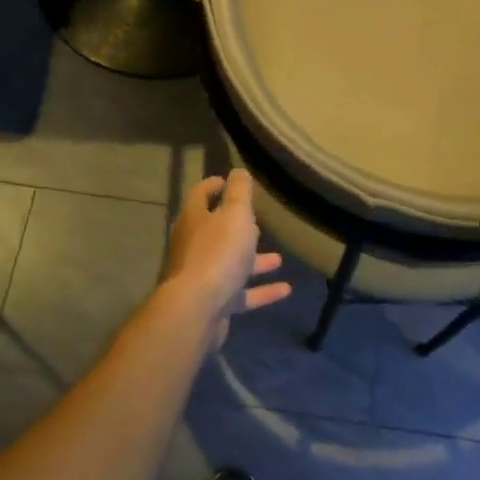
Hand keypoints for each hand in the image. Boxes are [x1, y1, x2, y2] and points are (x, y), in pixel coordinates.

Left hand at [163, 170, 290, 345]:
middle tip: (259, 221)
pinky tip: (286, 289)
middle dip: (237, 227)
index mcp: (194, 220)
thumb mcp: (235, 215)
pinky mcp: (214, 303)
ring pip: (231, 264)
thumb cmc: (217, 253)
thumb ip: (239, 193)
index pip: (200, 195)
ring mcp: (202, 277)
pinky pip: (241, 293)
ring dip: (254, 260)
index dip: (214, 185)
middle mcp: (193, 246)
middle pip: (215, 231)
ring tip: (279, 258)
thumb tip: (238, 171)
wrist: (197, 309)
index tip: (229, 181)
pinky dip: (262, 290)